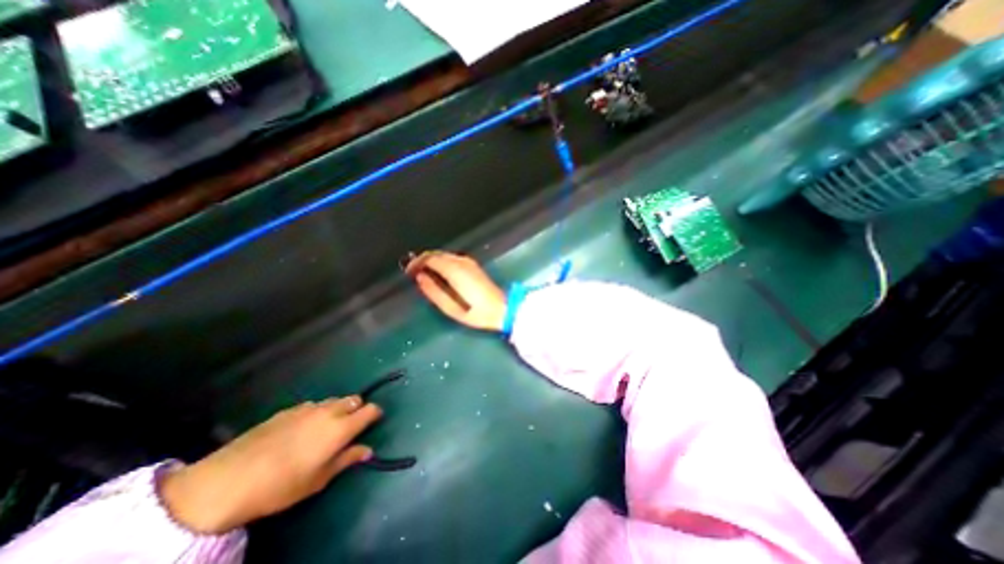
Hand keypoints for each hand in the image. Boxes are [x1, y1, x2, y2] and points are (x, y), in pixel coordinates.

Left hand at [159, 398, 381, 532]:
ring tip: (325, 428)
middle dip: (358, 409)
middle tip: (349, 427)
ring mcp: (308, 407)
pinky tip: (302, 429)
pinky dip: (317, 411)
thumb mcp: (319, 479)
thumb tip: (368, 450)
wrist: (227, 480)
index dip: (376, 414)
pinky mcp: (289, 409)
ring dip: (338, 409)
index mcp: (342, 427)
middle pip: (355, 399)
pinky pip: (313, 404)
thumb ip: (347, 459)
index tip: (374, 422)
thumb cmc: (281, 485)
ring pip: (334, 400)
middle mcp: (329, 410)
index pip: (370, 410)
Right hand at [403, 249, 504, 332]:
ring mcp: (468, 261)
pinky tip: (438, 273)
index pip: (430, 258)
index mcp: (454, 270)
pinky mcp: (473, 265)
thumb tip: (420, 278)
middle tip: (413, 272)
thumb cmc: (476, 312)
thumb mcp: (451, 308)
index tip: (407, 271)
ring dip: (432, 261)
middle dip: (422, 261)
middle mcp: (461, 261)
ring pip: (444, 255)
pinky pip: (452, 258)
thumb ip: (433, 291)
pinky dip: (441, 263)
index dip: (416, 263)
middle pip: (436, 254)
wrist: (502, 308)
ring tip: (423, 274)